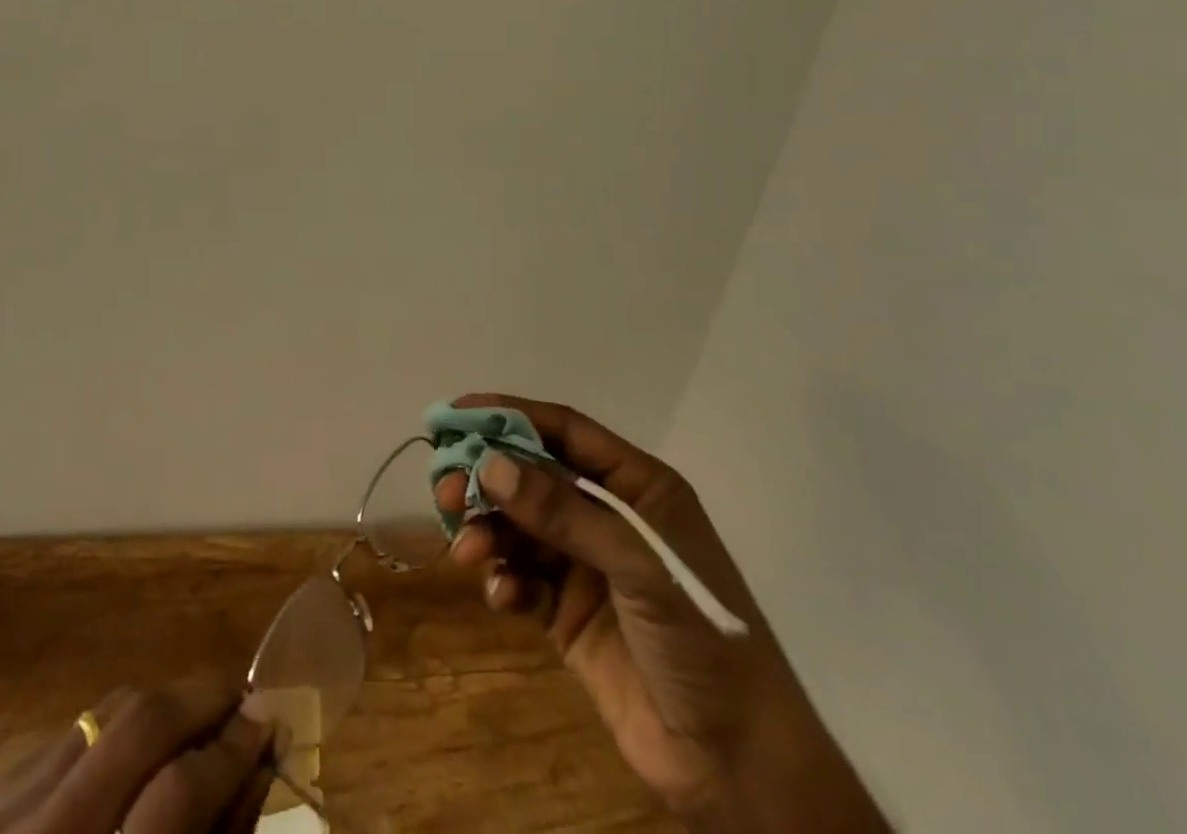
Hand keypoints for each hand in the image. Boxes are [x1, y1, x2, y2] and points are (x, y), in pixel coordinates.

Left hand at [0, 673, 279, 833]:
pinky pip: (72, 731)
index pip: (178, 793)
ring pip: (106, 712)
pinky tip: (129, 762)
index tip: (268, 720)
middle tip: (240, 698)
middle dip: (201, 699)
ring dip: (161, 708)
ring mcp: (4, 813)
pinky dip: (114, 733)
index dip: (232, 750)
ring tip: (193, 723)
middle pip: (139, 726)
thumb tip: (256, 757)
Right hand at [439, 394, 885, 831]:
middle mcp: (608, 517)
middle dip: (487, 479)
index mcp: (637, 487)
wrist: (740, 770)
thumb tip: (489, 465)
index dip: (510, 416)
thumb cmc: (704, 642)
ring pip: (520, 528)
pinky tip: (501, 599)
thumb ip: (564, 513)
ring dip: (489, 532)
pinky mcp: (568, 614)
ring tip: (467, 552)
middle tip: (445, 491)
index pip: (564, 431)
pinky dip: (505, 582)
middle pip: (532, 477)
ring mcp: (586, 566)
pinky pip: (522, 580)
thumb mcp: (639, 566)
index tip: (457, 414)